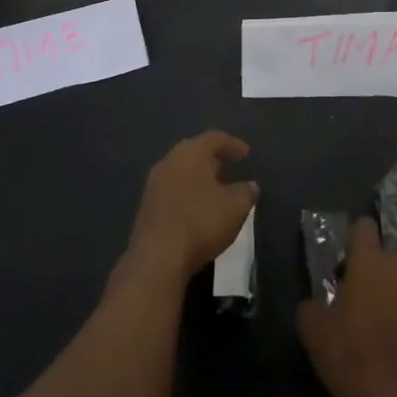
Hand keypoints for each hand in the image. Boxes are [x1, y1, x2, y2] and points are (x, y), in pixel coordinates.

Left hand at [122, 131, 257, 288]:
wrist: (157, 259)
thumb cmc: (201, 222)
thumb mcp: (236, 207)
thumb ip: (247, 192)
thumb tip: (250, 186)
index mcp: (192, 152)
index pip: (215, 138)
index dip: (233, 144)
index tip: (246, 154)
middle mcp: (169, 161)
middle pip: (194, 152)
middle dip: (212, 160)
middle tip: (228, 168)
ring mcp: (153, 184)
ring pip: (180, 172)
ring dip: (197, 178)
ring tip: (214, 191)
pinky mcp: (145, 207)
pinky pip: (171, 191)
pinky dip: (186, 194)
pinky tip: (196, 210)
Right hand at [298, 218, 396, 396]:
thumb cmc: (350, 353)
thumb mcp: (313, 330)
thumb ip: (311, 306)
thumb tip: (314, 304)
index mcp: (369, 259)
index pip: (363, 227)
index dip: (352, 241)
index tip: (343, 265)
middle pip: (383, 254)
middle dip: (370, 270)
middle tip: (353, 300)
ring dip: (388, 290)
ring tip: (373, 323)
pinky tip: (391, 341)